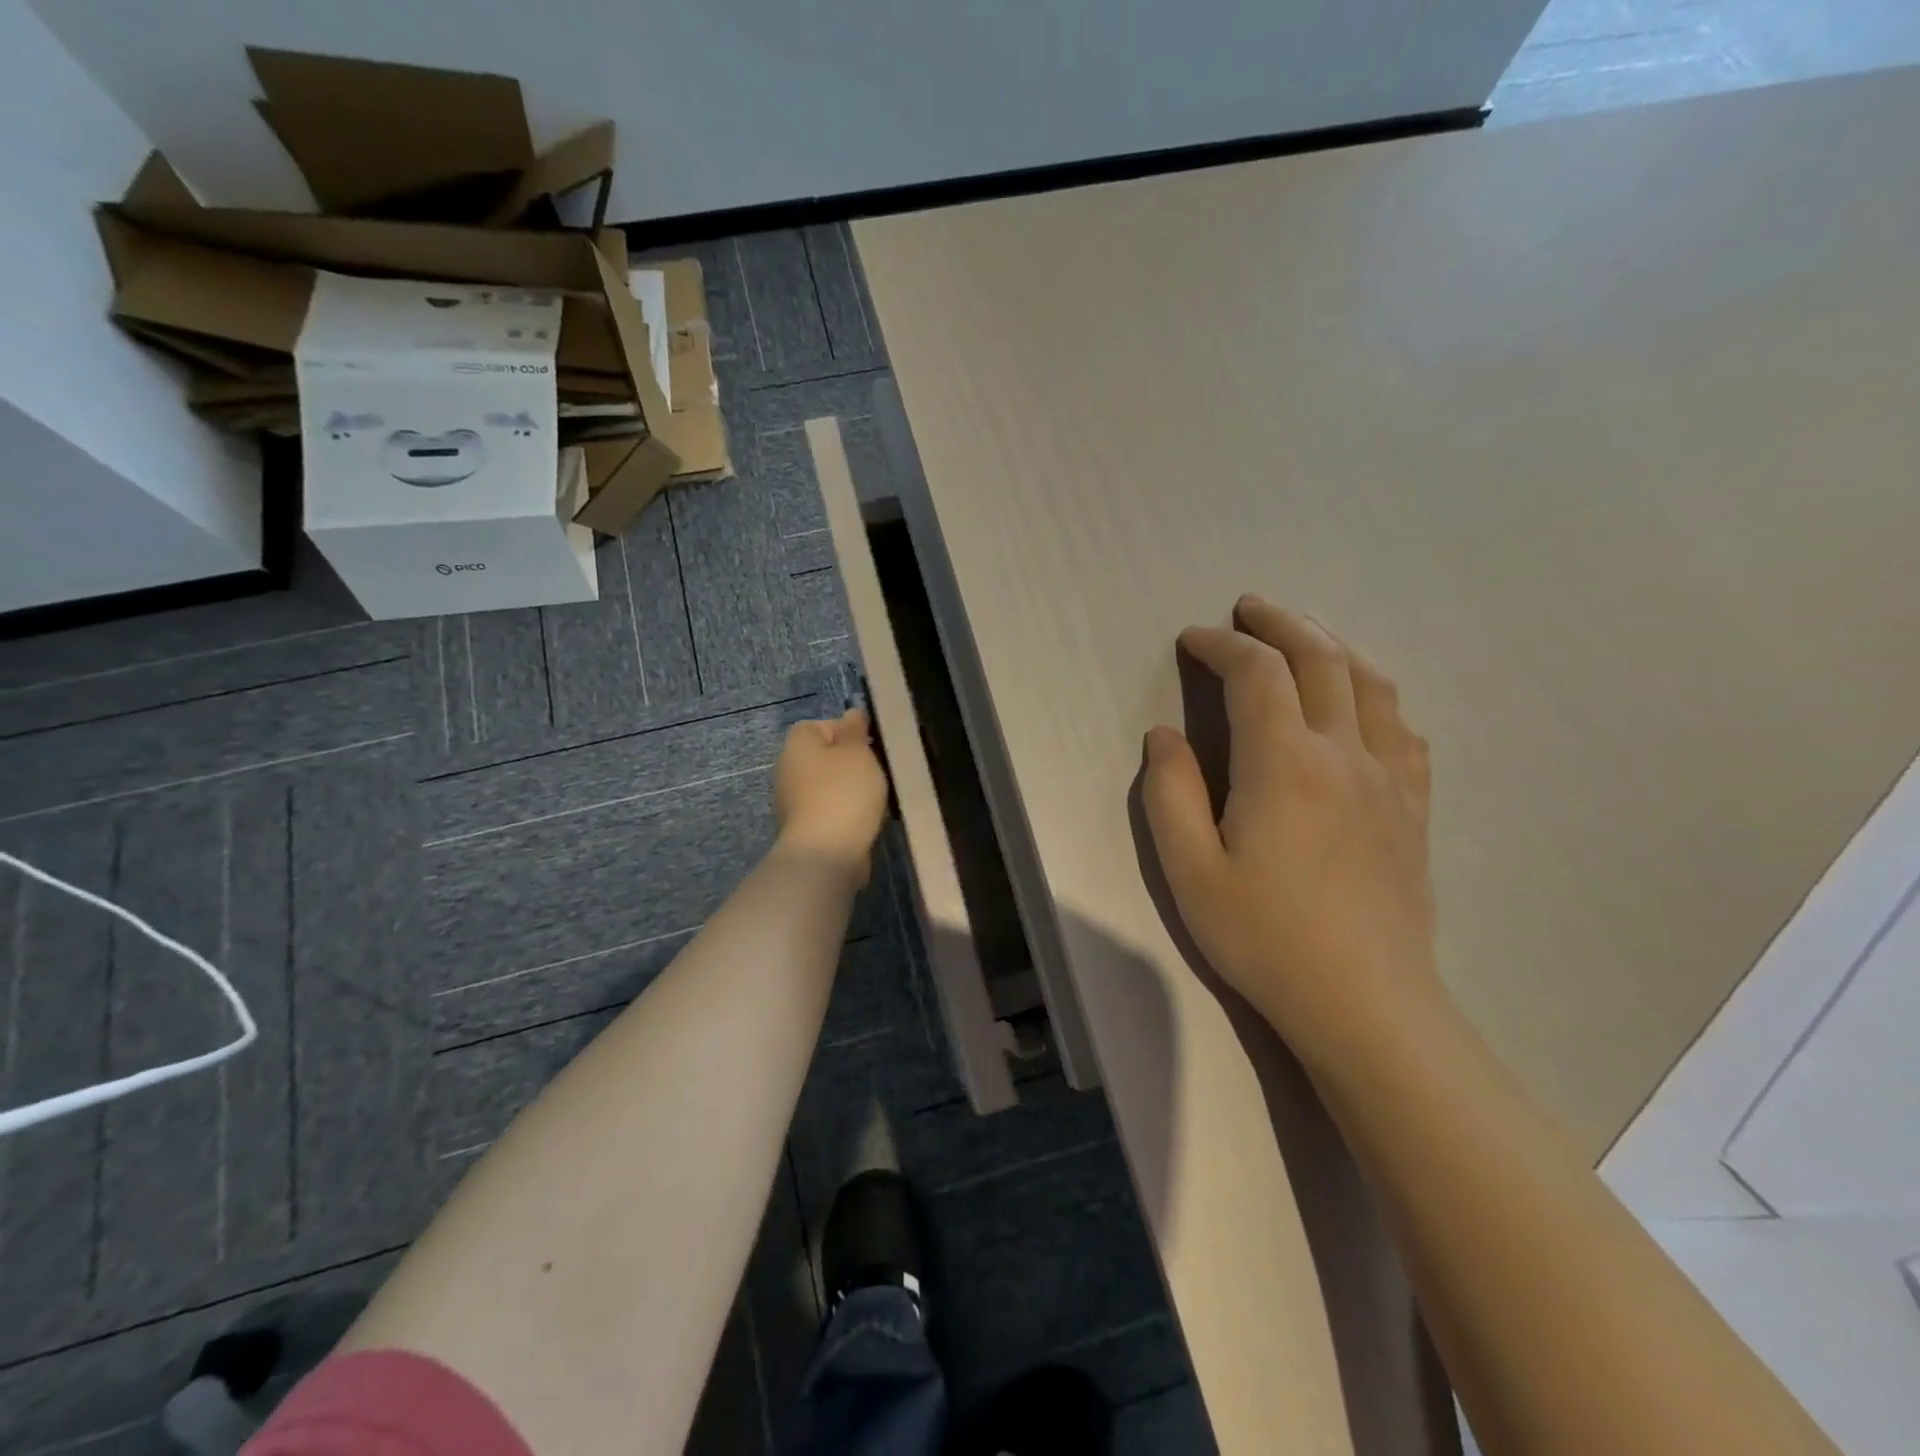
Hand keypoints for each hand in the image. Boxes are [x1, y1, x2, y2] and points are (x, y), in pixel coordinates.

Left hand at [773, 708, 889, 883]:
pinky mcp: (804, 828)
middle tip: (876, 770)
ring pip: (826, 785)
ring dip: (848, 789)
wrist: (826, 853)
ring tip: (875, 797)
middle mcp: (787, 770)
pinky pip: (828, 810)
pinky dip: (845, 812)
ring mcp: (792, 802)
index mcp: (797, 745)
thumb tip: (851, 714)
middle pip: (822, 756)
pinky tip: (865, 820)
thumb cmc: (843, 792)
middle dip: (849, 762)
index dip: (844, 731)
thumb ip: (855, 730)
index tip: (868, 744)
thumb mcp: (857, 752)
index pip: (816, 725)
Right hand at [1141, 597, 1447, 1069]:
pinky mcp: (1414, 806)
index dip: (1221, 645)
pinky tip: (1360, 701)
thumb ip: (1170, 793)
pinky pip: (1403, 726)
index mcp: (1284, 764)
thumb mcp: (1189, 870)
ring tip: (1302, 636)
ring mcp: (1390, 778)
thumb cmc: (1265, 937)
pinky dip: (1374, 693)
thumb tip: (1165, 735)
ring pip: (1370, 682)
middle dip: (1279, 623)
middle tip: (1248, 608)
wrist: (1366, 1003)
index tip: (1192, 640)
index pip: (1256, 674)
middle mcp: (1344, 753)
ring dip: (1331, 645)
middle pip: (1320, 658)